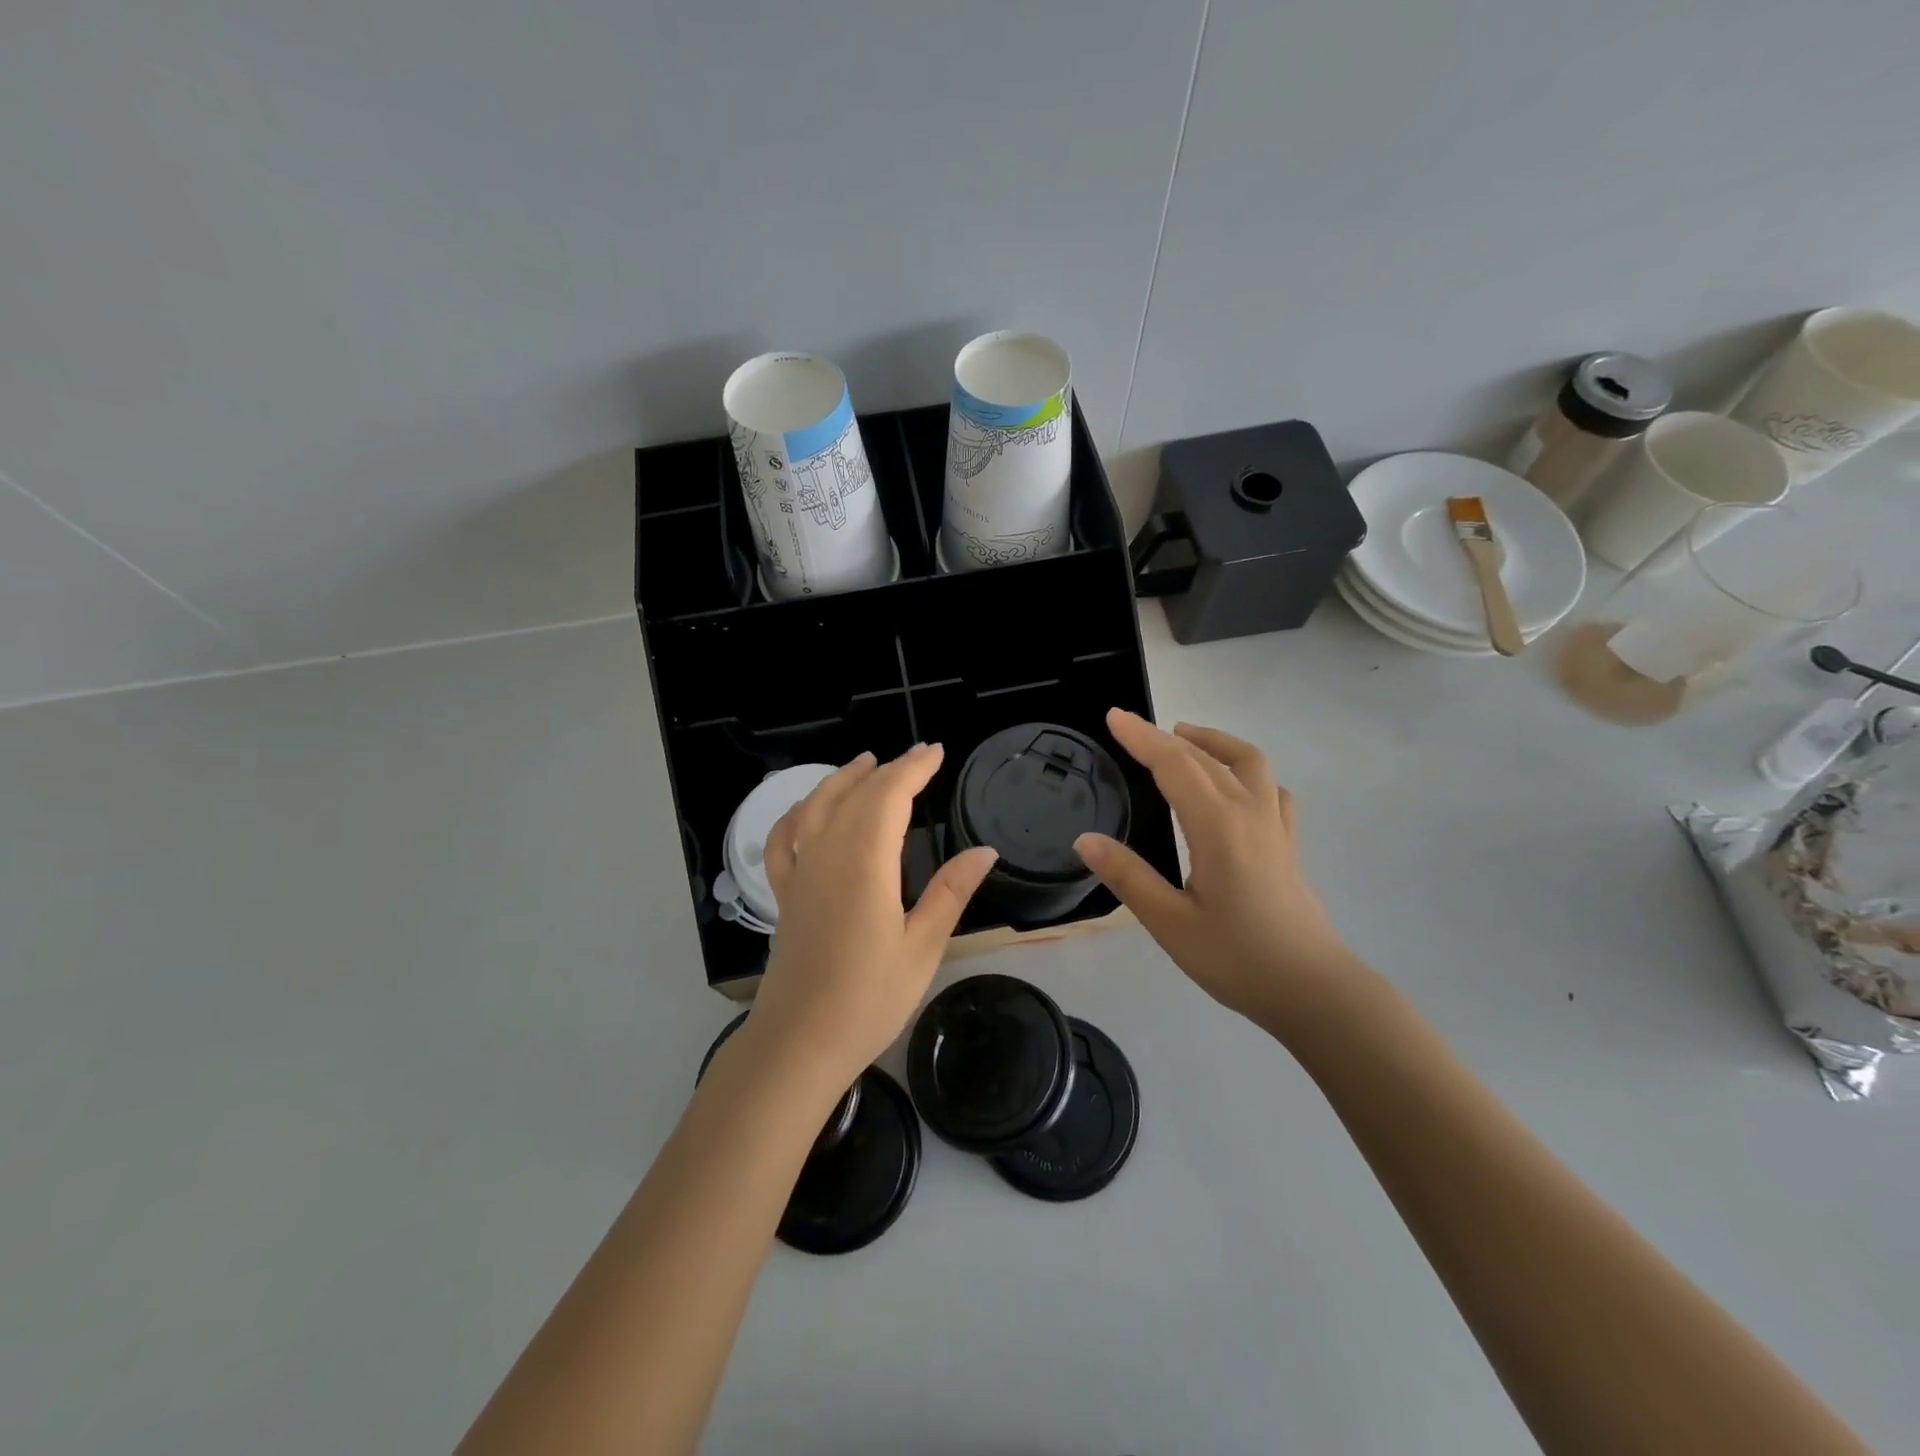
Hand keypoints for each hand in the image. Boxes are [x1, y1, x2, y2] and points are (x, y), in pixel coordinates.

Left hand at [746, 744, 998, 1090]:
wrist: (799, 1043)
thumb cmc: (869, 998)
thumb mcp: (922, 946)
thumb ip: (951, 892)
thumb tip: (985, 851)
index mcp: (865, 862)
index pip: (889, 796)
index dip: (914, 769)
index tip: (937, 752)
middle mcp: (827, 854)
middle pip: (856, 795)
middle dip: (889, 770)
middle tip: (919, 756)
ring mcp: (800, 872)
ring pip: (817, 807)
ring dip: (842, 780)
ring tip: (865, 762)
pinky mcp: (785, 894)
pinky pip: (784, 839)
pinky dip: (796, 814)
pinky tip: (806, 809)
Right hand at [1075, 709, 1354, 1029]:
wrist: (1314, 991)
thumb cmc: (1238, 959)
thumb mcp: (1171, 924)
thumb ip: (1128, 877)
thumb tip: (1084, 839)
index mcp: (1217, 826)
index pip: (1174, 766)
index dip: (1142, 737)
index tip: (1114, 716)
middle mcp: (1249, 813)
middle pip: (1205, 757)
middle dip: (1164, 736)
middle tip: (1130, 728)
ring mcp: (1275, 826)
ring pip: (1248, 761)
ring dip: (1213, 742)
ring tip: (1183, 738)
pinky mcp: (1288, 844)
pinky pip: (1270, 788)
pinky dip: (1246, 771)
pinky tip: (1234, 786)